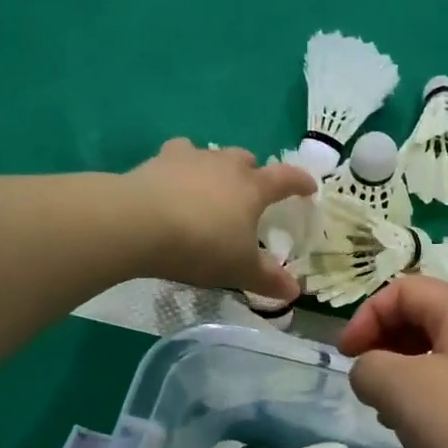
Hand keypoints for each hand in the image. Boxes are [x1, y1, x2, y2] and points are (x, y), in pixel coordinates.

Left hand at [126, 139, 315, 298]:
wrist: (138, 223)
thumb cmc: (201, 245)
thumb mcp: (239, 269)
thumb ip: (268, 279)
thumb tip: (294, 292)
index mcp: (252, 188)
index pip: (286, 179)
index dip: (300, 183)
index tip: (309, 188)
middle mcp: (225, 165)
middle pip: (246, 160)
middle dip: (253, 173)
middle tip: (249, 194)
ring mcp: (190, 158)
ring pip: (212, 154)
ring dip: (216, 168)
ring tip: (210, 188)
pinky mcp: (157, 162)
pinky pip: (176, 157)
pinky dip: (180, 169)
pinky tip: (173, 184)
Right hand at [340, 275, 447, 447]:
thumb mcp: (400, 390)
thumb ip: (369, 368)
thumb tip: (373, 374)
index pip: (407, 290)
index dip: (367, 316)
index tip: (347, 358)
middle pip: (428, 320)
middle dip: (387, 348)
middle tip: (370, 389)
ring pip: (445, 358)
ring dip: (408, 379)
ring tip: (395, 418)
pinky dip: (437, 402)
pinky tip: (429, 438)